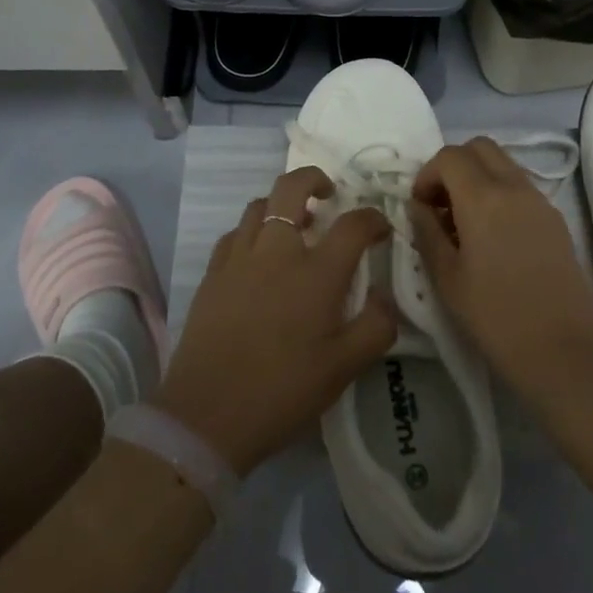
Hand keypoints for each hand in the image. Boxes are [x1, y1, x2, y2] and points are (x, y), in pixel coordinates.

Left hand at [154, 167, 395, 473]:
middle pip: (292, 187)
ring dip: (281, 204)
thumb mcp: (344, 369)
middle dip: (314, 178)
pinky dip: (252, 230)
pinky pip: (235, 233)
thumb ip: (376, 328)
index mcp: (316, 272)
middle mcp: (277, 250)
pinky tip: (258, 255)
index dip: (373, 219)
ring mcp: (239, 257)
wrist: (207, 414)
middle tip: (328, 194)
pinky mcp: (212, 272)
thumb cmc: (283, 391)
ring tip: (294, 226)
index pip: (353, 224)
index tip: (380, 230)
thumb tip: (386, 298)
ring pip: (259, 204)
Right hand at [409, 137, 592, 399]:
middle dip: (453, 166)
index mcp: (483, 197)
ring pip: (503, 163)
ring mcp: (540, 201)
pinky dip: (500, 192)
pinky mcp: (556, 220)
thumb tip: (417, 207)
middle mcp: (514, 187)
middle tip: (441, 205)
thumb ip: (426, 232)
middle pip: (479, 147)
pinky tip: (492, 236)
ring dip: (478, 177)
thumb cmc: (495, 317)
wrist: (563, 352)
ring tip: (465, 222)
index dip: (427, 174)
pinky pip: (521, 186)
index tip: (420, 207)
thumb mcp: (446, 277)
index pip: (449, 156)